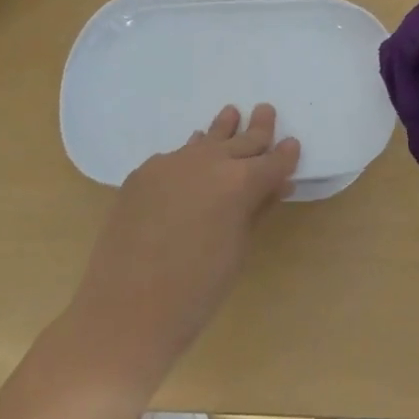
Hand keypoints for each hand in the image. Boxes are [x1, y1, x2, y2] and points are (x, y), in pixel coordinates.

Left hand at [67, 103, 299, 380]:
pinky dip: (190, 152)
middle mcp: (209, 161)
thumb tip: (276, 185)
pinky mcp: (143, 173)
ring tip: (231, 113)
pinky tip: (191, 153)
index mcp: (241, 182)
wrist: (127, 308)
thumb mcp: (238, 248)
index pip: (273, 161)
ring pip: (205, 139)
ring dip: (222, 128)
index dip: (285, 154)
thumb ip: (257, 209)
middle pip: (241, 140)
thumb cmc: (198, 289)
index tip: (292, 144)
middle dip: (258, 129)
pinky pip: (175, 156)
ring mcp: (171, 163)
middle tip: (266, 110)